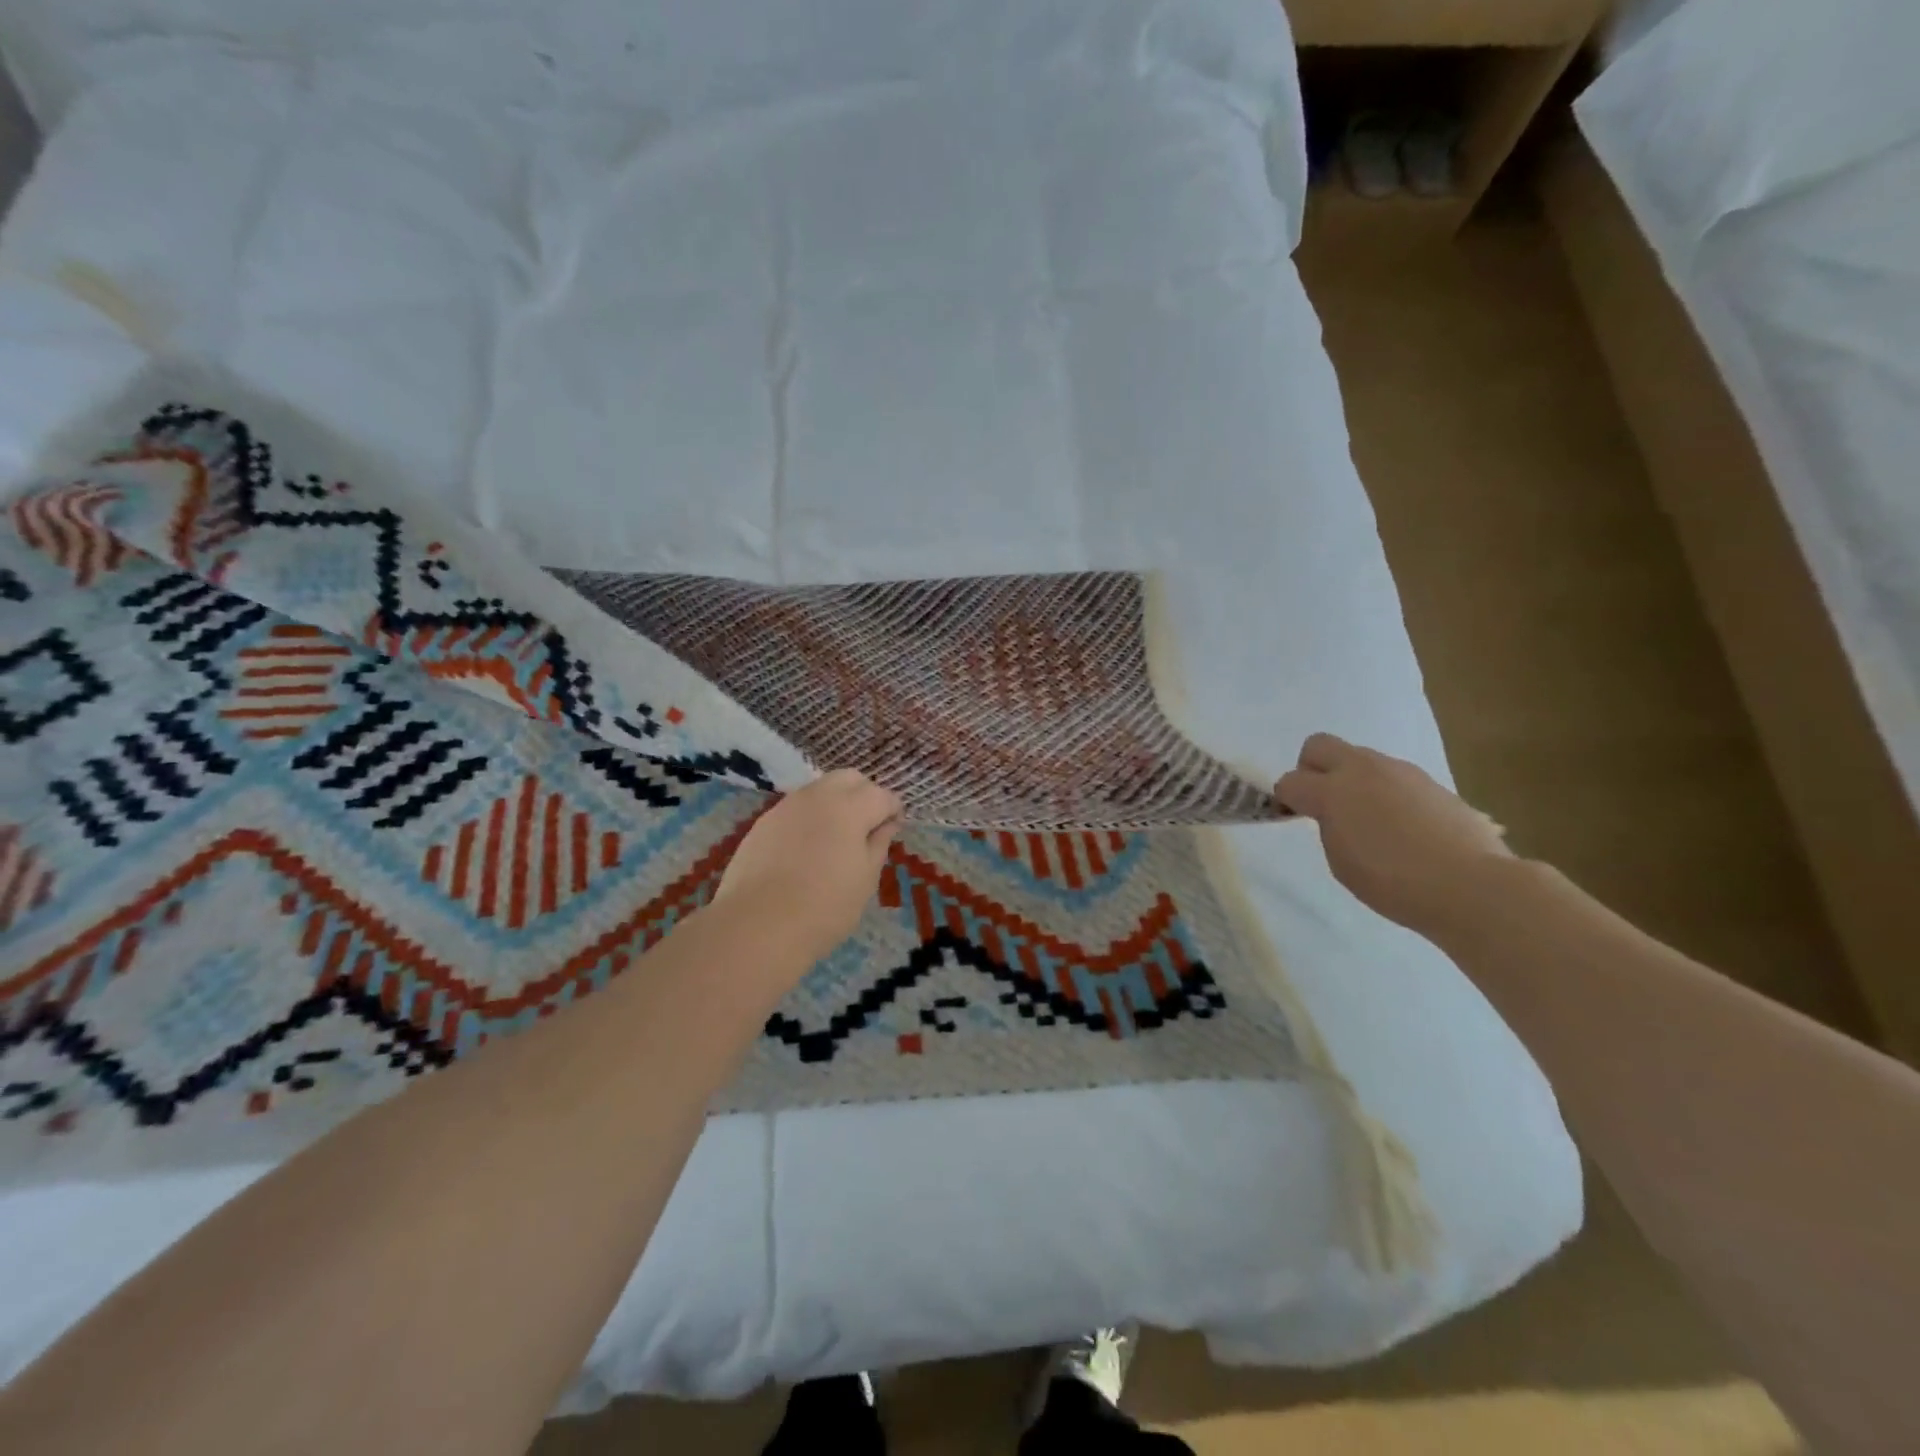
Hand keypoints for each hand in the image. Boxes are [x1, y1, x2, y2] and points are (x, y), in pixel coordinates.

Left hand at [711, 769, 902, 964]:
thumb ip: (878, 844)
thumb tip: (886, 824)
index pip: (881, 795)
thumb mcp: (865, 880)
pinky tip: (807, 849)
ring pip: (819, 790)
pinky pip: (795, 809)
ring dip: (835, 803)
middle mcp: (818, 796)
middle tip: (868, 827)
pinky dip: (809, 818)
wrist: (757, 926)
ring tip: (837, 838)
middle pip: (849, 779)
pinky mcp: (763, 822)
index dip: (893, 810)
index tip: (895, 828)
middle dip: (864, 795)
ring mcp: (786, 806)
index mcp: (850, 807)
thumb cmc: (825, 907)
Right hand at [1275, 733, 1510, 935]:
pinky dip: (1386, 792)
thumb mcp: (1341, 862)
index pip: (1290, 781)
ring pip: (1360, 759)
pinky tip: (1402, 826)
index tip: (1292, 817)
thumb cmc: (1393, 882)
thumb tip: (1336, 815)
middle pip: (1319, 745)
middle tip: (1322, 802)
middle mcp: (1363, 770)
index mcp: (1332, 791)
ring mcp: (1400, 771)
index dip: (1285, 799)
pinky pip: (1393, 777)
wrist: (1471, 885)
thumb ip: (1329, 827)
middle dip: (1311, 768)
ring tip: (1368, 819)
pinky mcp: (1431, 781)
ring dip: (1353, 780)